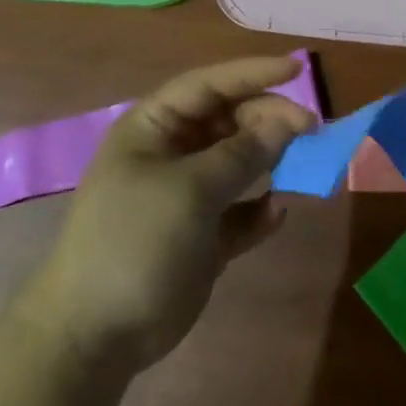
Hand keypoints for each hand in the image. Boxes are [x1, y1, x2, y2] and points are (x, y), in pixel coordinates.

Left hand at [18, 55, 316, 381]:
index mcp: (155, 127)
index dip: (253, 73)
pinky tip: (277, 214)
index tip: (298, 69)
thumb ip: (242, 153)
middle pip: (229, 121)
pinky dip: (258, 210)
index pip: (209, 85)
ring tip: (307, 162)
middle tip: (311, 130)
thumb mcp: (190, 188)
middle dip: (268, 120)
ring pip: (239, 164)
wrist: (95, 337)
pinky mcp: (201, 237)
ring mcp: (187, 196)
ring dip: (271, 160)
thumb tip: (289, 120)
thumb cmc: (135, 240)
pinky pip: (239, 211)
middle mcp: (172, 153)